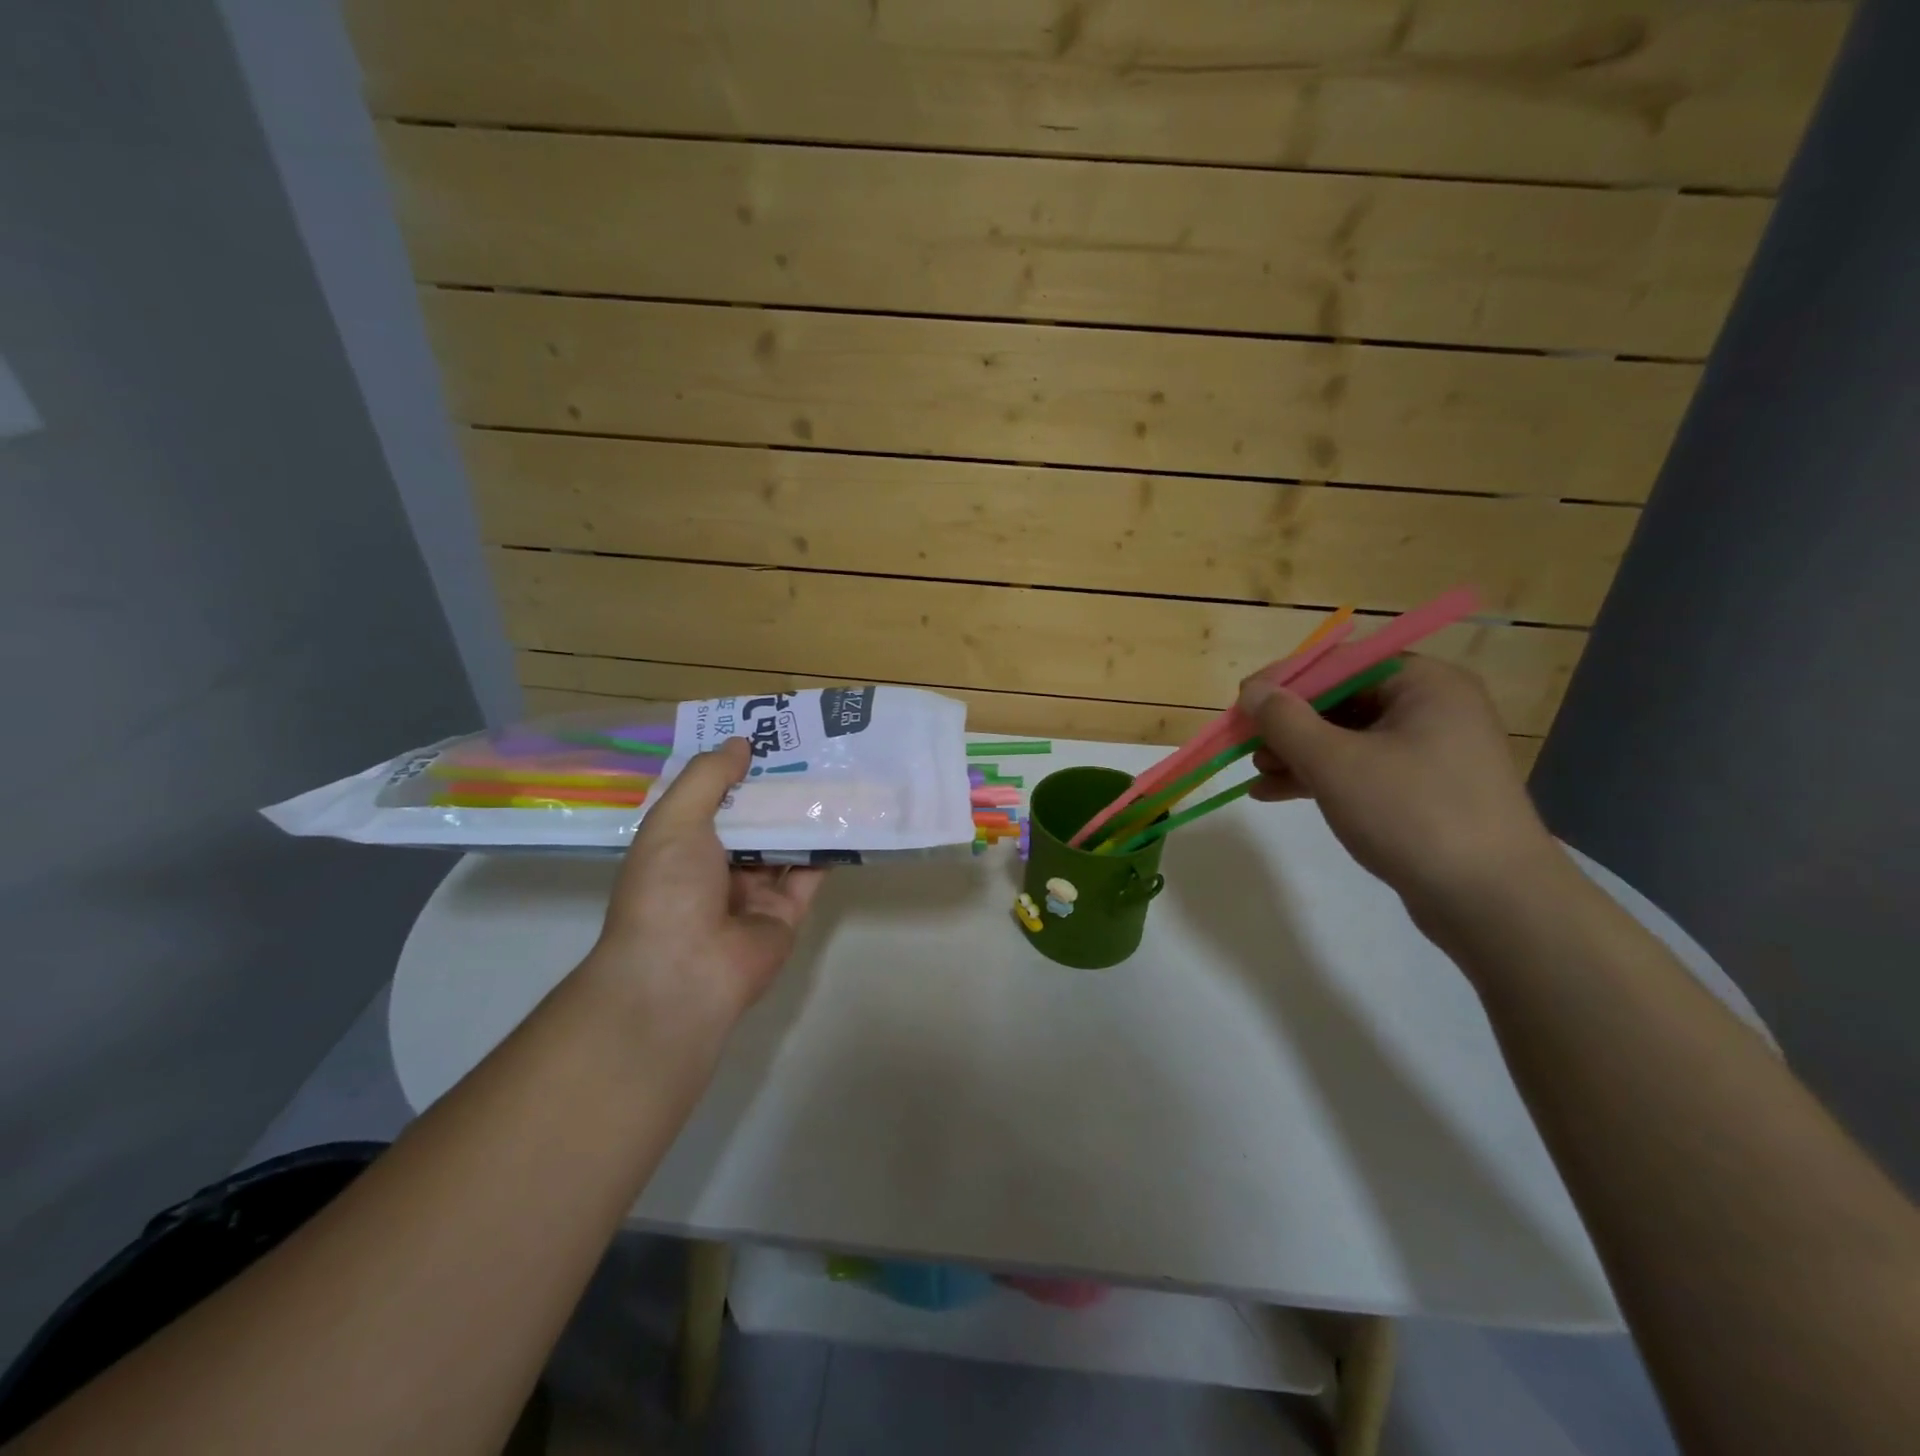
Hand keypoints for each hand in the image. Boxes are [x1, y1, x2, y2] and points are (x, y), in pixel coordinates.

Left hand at [590, 738, 825, 1023]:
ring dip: (804, 813)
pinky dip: (827, 848)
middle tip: (811, 747)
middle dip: (775, 788)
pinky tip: (847, 815)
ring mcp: (752, 892)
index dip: (734, 768)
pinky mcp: (785, 913)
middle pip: (751, 820)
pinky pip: (809, 874)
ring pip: (783, 844)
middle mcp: (715, 868)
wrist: (684, 972)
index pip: (710, 799)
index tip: (765, 736)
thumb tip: (740, 742)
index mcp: (679, 846)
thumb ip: (708, 777)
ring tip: (836, 771)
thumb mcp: (676, 819)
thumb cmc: (668, 888)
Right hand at [1238, 656, 1557, 915]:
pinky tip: (1275, 793)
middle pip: (1342, 701)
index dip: (1285, 680)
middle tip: (1245, 743)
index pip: (1340, 663)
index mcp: (1424, 684)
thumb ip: (1286, 721)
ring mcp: (1431, 752)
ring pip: (1347, 738)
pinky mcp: (1424, 791)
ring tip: (1256, 773)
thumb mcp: (1336, 763)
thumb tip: (1251, 691)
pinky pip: (1360, 770)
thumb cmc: (1412, 814)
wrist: (1492, 903)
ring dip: (1297, 753)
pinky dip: (1320, 777)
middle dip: (1288, 723)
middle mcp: (1432, 708)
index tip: (1241, 703)